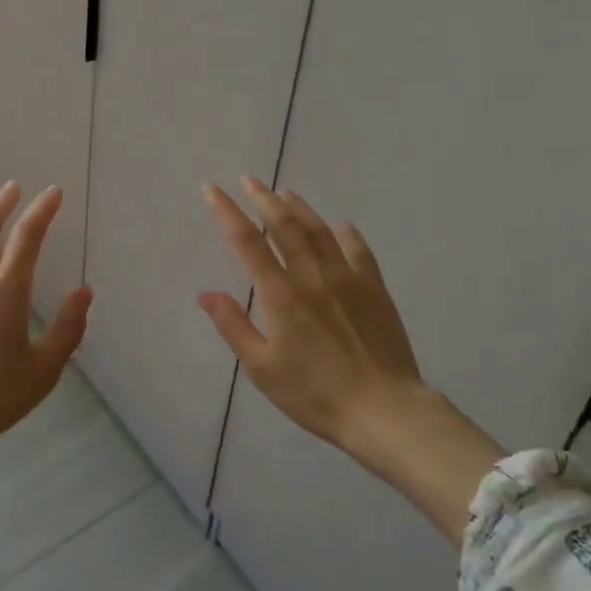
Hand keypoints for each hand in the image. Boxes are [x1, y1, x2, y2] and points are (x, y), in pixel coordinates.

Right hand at [199, 176, 420, 452]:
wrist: (384, 411)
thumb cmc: (315, 394)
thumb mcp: (262, 369)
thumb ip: (233, 326)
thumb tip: (206, 292)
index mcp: (280, 294)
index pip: (247, 241)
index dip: (226, 211)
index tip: (212, 188)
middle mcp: (311, 275)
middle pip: (284, 225)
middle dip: (263, 198)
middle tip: (249, 179)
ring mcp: (346, 278)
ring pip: (319, 231)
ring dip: (299, 208)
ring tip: (285, 193)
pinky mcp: (374, 289)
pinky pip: (358, 250)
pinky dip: (346, 233)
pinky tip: (340, 225)